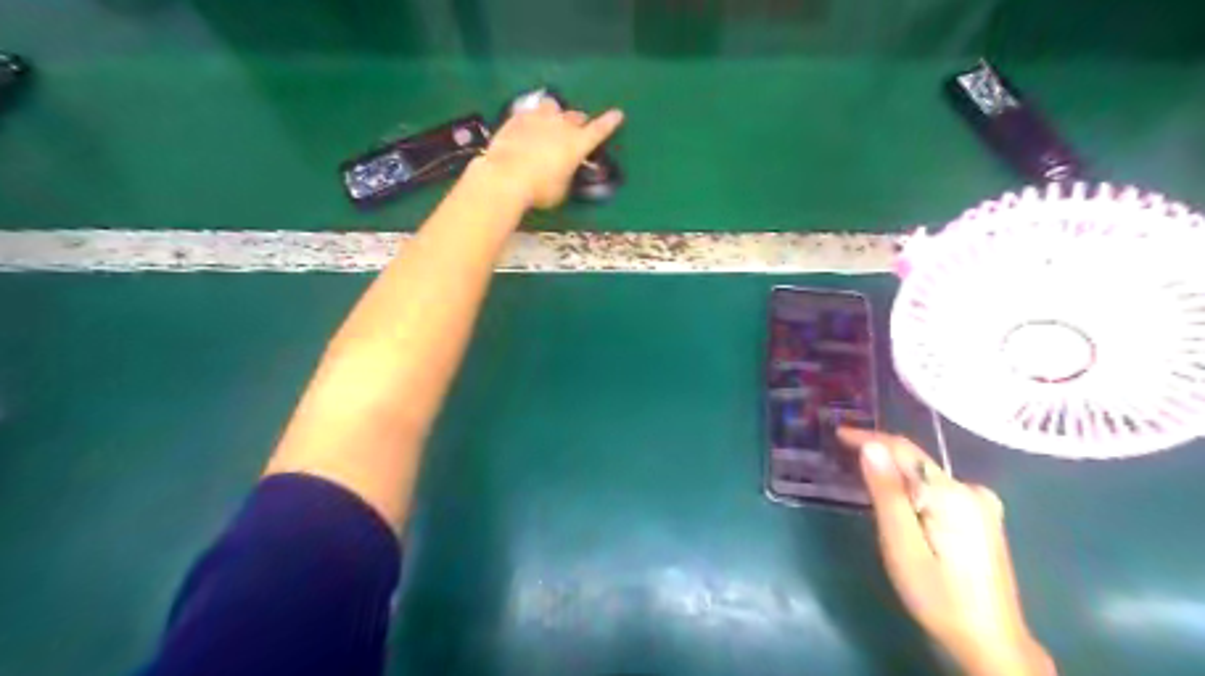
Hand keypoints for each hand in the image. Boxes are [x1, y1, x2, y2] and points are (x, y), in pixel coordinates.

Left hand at [469, 94, 619, 208]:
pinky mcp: (517, 117)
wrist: (505, 177)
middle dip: (579, 122)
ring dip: (556, 113)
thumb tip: (564, 171)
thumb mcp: (561, 189)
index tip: (618, 114)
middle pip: (576, 116)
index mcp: (577, 144)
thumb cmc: (539, 190)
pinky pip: (530, 111)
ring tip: (551, 120)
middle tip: (576, 130)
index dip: (609, 122)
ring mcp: (538, 118)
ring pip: (553, 106)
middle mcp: (561, 125)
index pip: (600, 129)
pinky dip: (533, 117)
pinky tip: (529, 125)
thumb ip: (567, 175)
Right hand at [840, 430, 1057, 673]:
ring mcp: (982, 502)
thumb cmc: (938, 597)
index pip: (904, 450)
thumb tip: (871, 447)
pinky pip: (936, 488)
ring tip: (862, 476)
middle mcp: (972, 489)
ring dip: (894, 473)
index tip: (838, 433)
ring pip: (925, 475)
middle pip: (915, 462)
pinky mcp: (982, 516)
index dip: (868, 438)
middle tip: (842, 455)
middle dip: (879, 455)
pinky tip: (897, 500)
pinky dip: (912, 488)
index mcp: (953, 494)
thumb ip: (887, 494)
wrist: (991, 642)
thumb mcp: (902, 546)